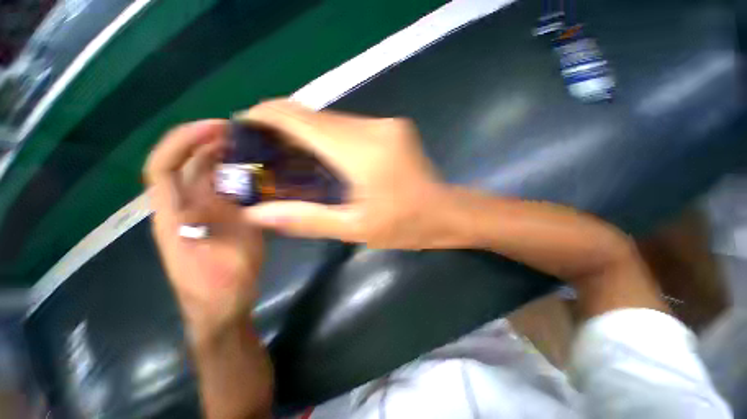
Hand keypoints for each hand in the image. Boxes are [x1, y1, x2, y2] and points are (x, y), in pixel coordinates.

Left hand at [144, 120, 263, 336]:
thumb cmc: (222, 287)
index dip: (183, 141)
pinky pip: (220, 193)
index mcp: (174, 218)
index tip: (215, 127)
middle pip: (183, 167)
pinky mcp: (216, 224)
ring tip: (250, 148)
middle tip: (240, 134)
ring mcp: (199, 218)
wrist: (222, 309)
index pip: (162, 167)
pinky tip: (255, 175)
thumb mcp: (227, 254)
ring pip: (203, 179)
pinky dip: (234, 178)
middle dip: (206, 143)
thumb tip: (222, 185)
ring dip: (222, 159)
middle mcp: (181, 212)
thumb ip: (222, 219)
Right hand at [239, 99, 461, 248]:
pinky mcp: (392, 128)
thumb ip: (306, 219)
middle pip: (315, 116)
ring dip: (307, 133)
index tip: (243, 127)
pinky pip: (349, 126)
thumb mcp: (355, 228)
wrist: (446, 213)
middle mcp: (373, 127)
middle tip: (263, 150)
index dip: (266, 116)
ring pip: (332, 120)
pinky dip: (328, 137)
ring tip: (288, 156)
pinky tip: (322, 157)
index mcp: (361, 151)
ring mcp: (385, 124)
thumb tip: (257, 214)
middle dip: (283, 127)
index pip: (301, 118)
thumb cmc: (406, 225)